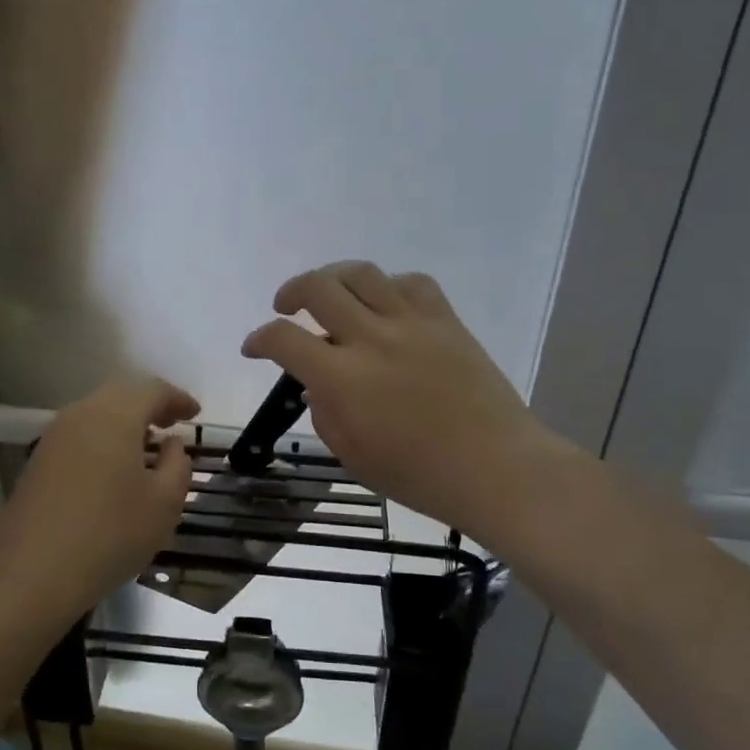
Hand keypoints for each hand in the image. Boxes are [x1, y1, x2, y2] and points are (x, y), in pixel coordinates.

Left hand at [0, 375, 199, 616]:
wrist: (29, 576)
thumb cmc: (109, 535)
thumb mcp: (163, 504)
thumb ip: (177, 466)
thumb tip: (171, 445)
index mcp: (114, 416)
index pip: (152, 390)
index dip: (178, 398)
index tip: (196, 414)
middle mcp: (81, 415)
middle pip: (121, 395)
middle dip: (149, 405)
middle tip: (172, 425)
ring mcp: (53, 437)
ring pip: (97, 414)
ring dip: (125, 423)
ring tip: (146, 448)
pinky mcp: (38, 462)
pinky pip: (80, 436)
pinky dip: (103, 440)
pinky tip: (114, 469)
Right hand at [242, 262, 580, 546]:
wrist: (495, 468)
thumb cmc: (419, 475)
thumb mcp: (352, 455)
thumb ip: (324, 411)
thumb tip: (318, 381)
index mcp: (343, 378)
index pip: (284, 339)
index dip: (259, 339)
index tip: (254, 347)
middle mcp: (372, 338)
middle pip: (318, 287)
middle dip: (290, 292)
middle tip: (286, 308)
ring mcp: (412, 324)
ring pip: (362, 273)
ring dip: (334, 277)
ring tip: (329, 294)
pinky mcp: (446, 320)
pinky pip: (411, 282)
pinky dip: (388, 286)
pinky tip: (385, 304)